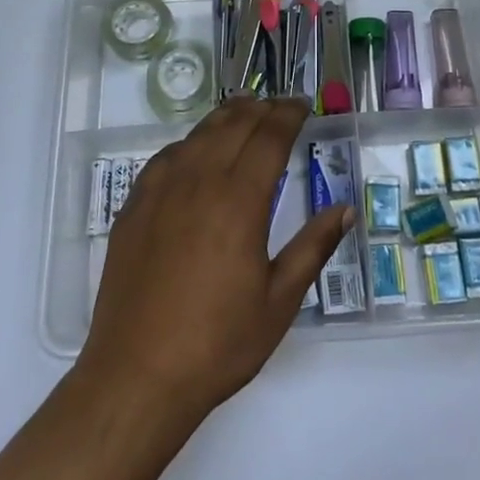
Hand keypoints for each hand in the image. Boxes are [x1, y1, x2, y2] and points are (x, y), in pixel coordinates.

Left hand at [78, 98, 352, 422]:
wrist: (137, 375)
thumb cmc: (217, 344)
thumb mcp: (279, 302)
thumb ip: (312, 248)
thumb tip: (344, 210)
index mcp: (239, 201)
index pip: (269, 137)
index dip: (287, 115)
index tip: (301, 104)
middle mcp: (199, 182)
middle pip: (233, 125)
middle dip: (261, 108)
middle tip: (278, 106)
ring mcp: (160, 190)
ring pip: (198, 134)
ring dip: (226, 117)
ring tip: (244, 113)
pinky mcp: (134, 206)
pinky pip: (166, 156)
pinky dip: (190, 142)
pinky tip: (195, 151)